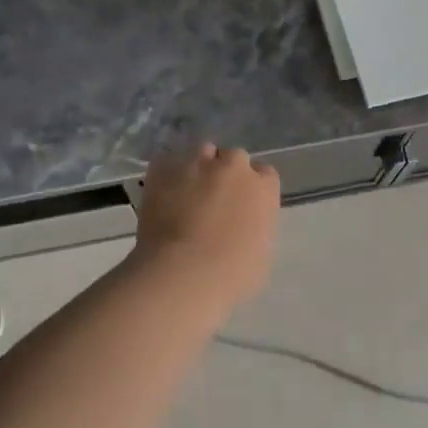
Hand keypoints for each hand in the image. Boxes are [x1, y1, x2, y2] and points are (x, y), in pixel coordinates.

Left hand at [132, 144, 280, 306]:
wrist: (183, 273)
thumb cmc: (231, 274)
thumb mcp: (260, 253)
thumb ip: (256, 227)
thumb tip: (243, 225)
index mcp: (263, 188)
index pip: (265, 174)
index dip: (253, 188)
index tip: (243, 204)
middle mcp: (233, 166)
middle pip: (234, 158)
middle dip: (226, 172)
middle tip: (214, 199)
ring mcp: (197, 164)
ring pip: (201, 152)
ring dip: (198, 167)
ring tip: (186, 191)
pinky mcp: (164, 169)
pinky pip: (167, 163)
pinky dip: (166, 175)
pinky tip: (162, 194)